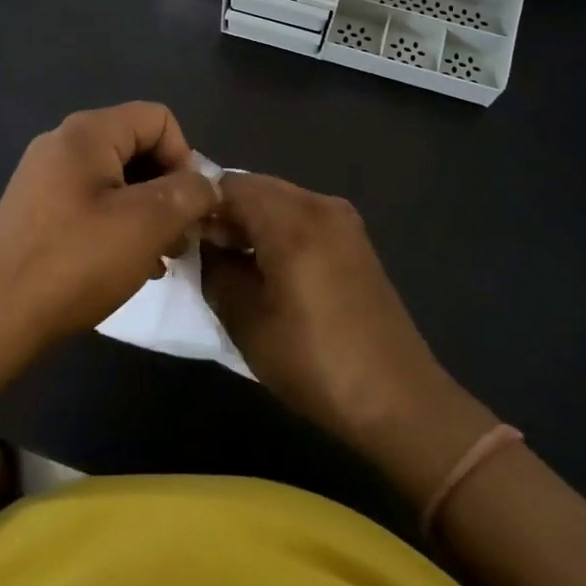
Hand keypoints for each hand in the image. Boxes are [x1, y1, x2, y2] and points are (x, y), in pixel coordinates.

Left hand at [0, 103, 220, 351]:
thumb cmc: (76, 261)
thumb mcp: (147, 225)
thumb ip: (188, 194)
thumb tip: (206, 185)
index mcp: (88, 132)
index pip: (158, 119)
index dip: (185, 157)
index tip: (188, 207)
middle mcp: (63, 142)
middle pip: (137, 146)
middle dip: (168, 188)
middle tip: (179, 239)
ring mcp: (45, 175)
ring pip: (116, 177)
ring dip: (146, 210)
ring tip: (158, 257)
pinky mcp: (37, 207)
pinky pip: (92, 200)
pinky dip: (118, 222)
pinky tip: (128, 264)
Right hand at [202, 174, 494, 501]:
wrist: (400, 400)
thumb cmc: (315, 362)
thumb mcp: (246, 321)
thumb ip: (215, 271)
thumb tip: (205, 247)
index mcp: (291, 218)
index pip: (227, 185)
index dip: (200, 207)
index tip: (185, 241)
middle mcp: (319, 204)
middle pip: (255, 187)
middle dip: (226, 213)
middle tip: (207, 254)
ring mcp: (343, 220)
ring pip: (279, 200)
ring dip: (252, 221)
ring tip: (237, 265)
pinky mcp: (356, 240)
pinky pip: (303, 216)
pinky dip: (278, 229)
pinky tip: (271, 269)